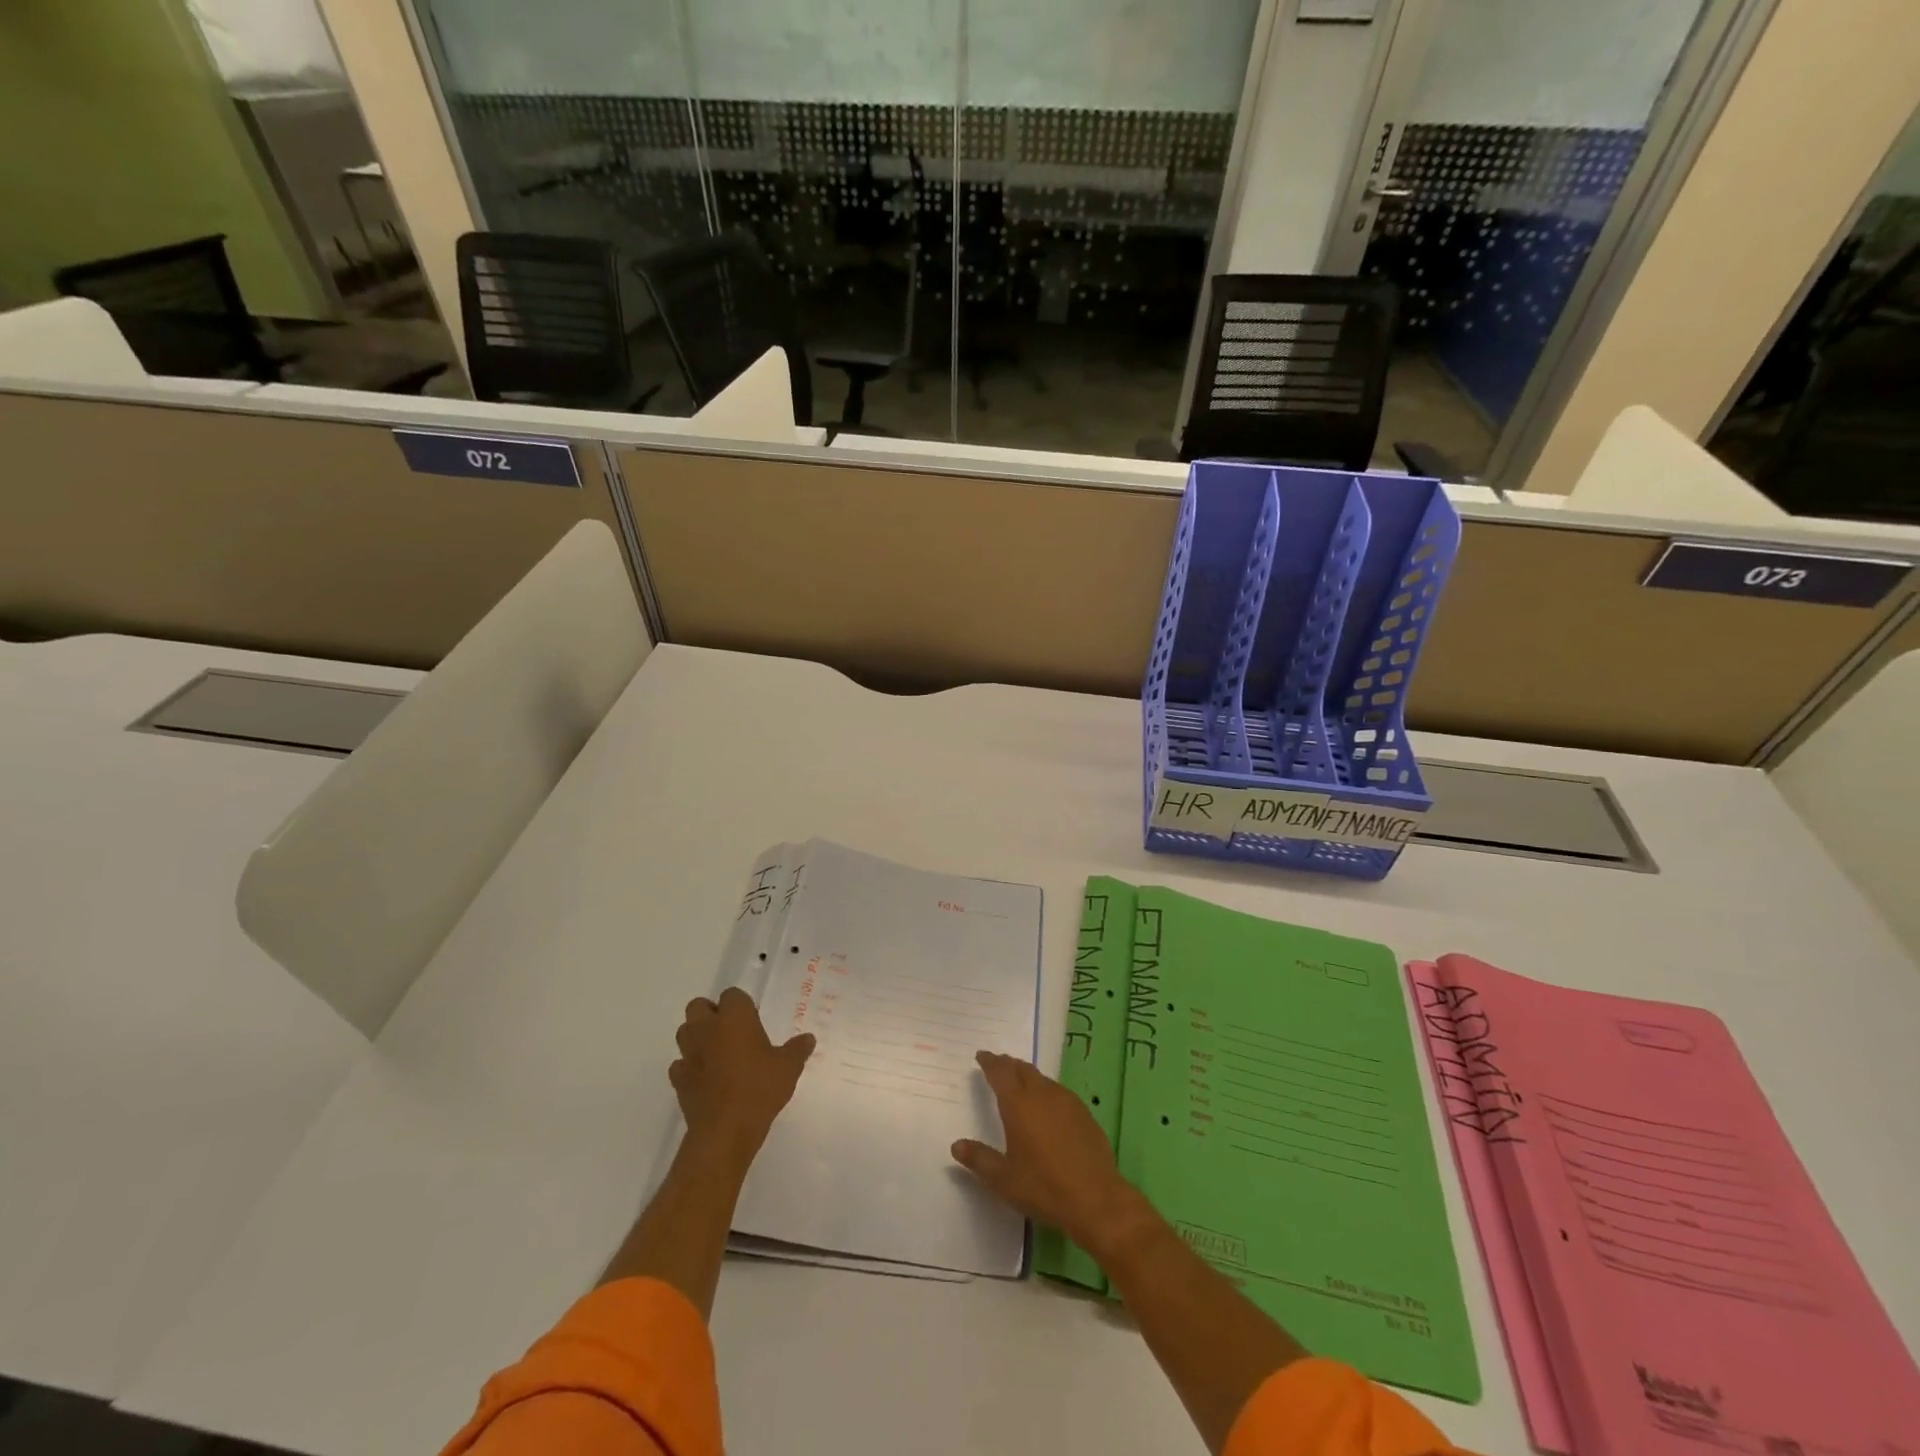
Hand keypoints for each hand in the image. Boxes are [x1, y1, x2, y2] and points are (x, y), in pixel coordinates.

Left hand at [669, 987, 814, 1163]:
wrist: (724, 1131)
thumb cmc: (759, 1090)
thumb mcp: (789, 1067)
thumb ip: (798, 1049)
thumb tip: (808, 1038)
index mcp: (734, 1018)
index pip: (732, 994)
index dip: (741, 1005)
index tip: (753, 1020)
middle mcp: (707, 1029)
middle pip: (698, 1006)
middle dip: (711, 1013)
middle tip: (731, 1031)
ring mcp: (689, 1054)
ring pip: (685, 1032)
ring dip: (697, 1037)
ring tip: (717, 1052)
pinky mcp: (678, 1080)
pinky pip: (680, 1064)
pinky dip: (690, 1067)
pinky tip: (705, 1078)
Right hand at [950, 1051, 1150, 1256]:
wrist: (1095, 1198)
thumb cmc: (1043, 1187)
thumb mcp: (1003, 1179)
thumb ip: (979, 1159)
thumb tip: (956, 1145)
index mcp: (1018, 1104)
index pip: (1000, 1073)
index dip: (989, 1062)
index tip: (981, 1055)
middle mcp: (1042, 1094)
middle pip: (1022, 1069)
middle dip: (1008, 1064)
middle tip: (998, 1065)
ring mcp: (1066, 1101)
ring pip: (1042, 1079)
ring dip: (1028, 1076)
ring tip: (1020, 1083)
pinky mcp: (1084, 1113)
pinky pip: (1059, 1092)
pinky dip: (1046, 1091)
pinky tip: (1048, 1106)